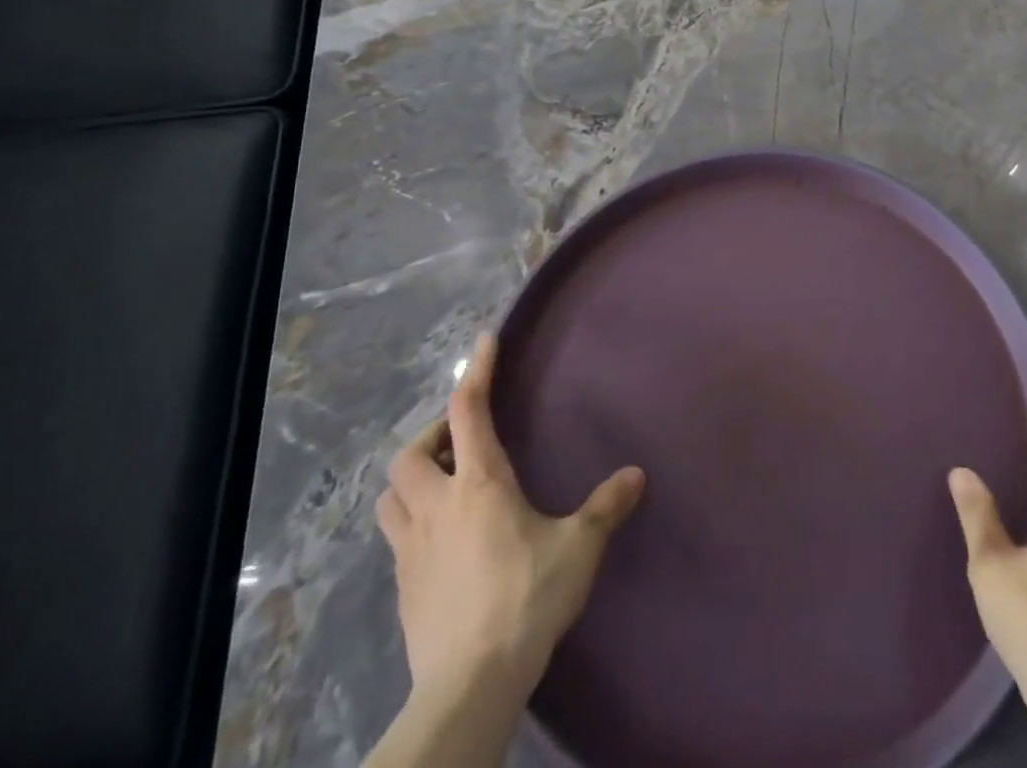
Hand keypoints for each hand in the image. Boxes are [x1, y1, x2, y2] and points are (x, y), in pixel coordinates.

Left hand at [376, 333, 645, 706]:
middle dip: (432, 438)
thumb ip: (605, 507)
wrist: (469, 684)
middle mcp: (437, 506)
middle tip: (461, 443)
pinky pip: (396, 539)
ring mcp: (411, 550)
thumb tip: (636, 474)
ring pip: (390, 497)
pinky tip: (441, 541)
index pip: (468, 410)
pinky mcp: (402, 589)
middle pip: (409, 455)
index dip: (476, 371)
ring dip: (412, 481)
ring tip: (442, 486)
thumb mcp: (578, 547)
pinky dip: (413, 523)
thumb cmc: (525, 598)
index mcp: (479, 484)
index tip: (484, 341)